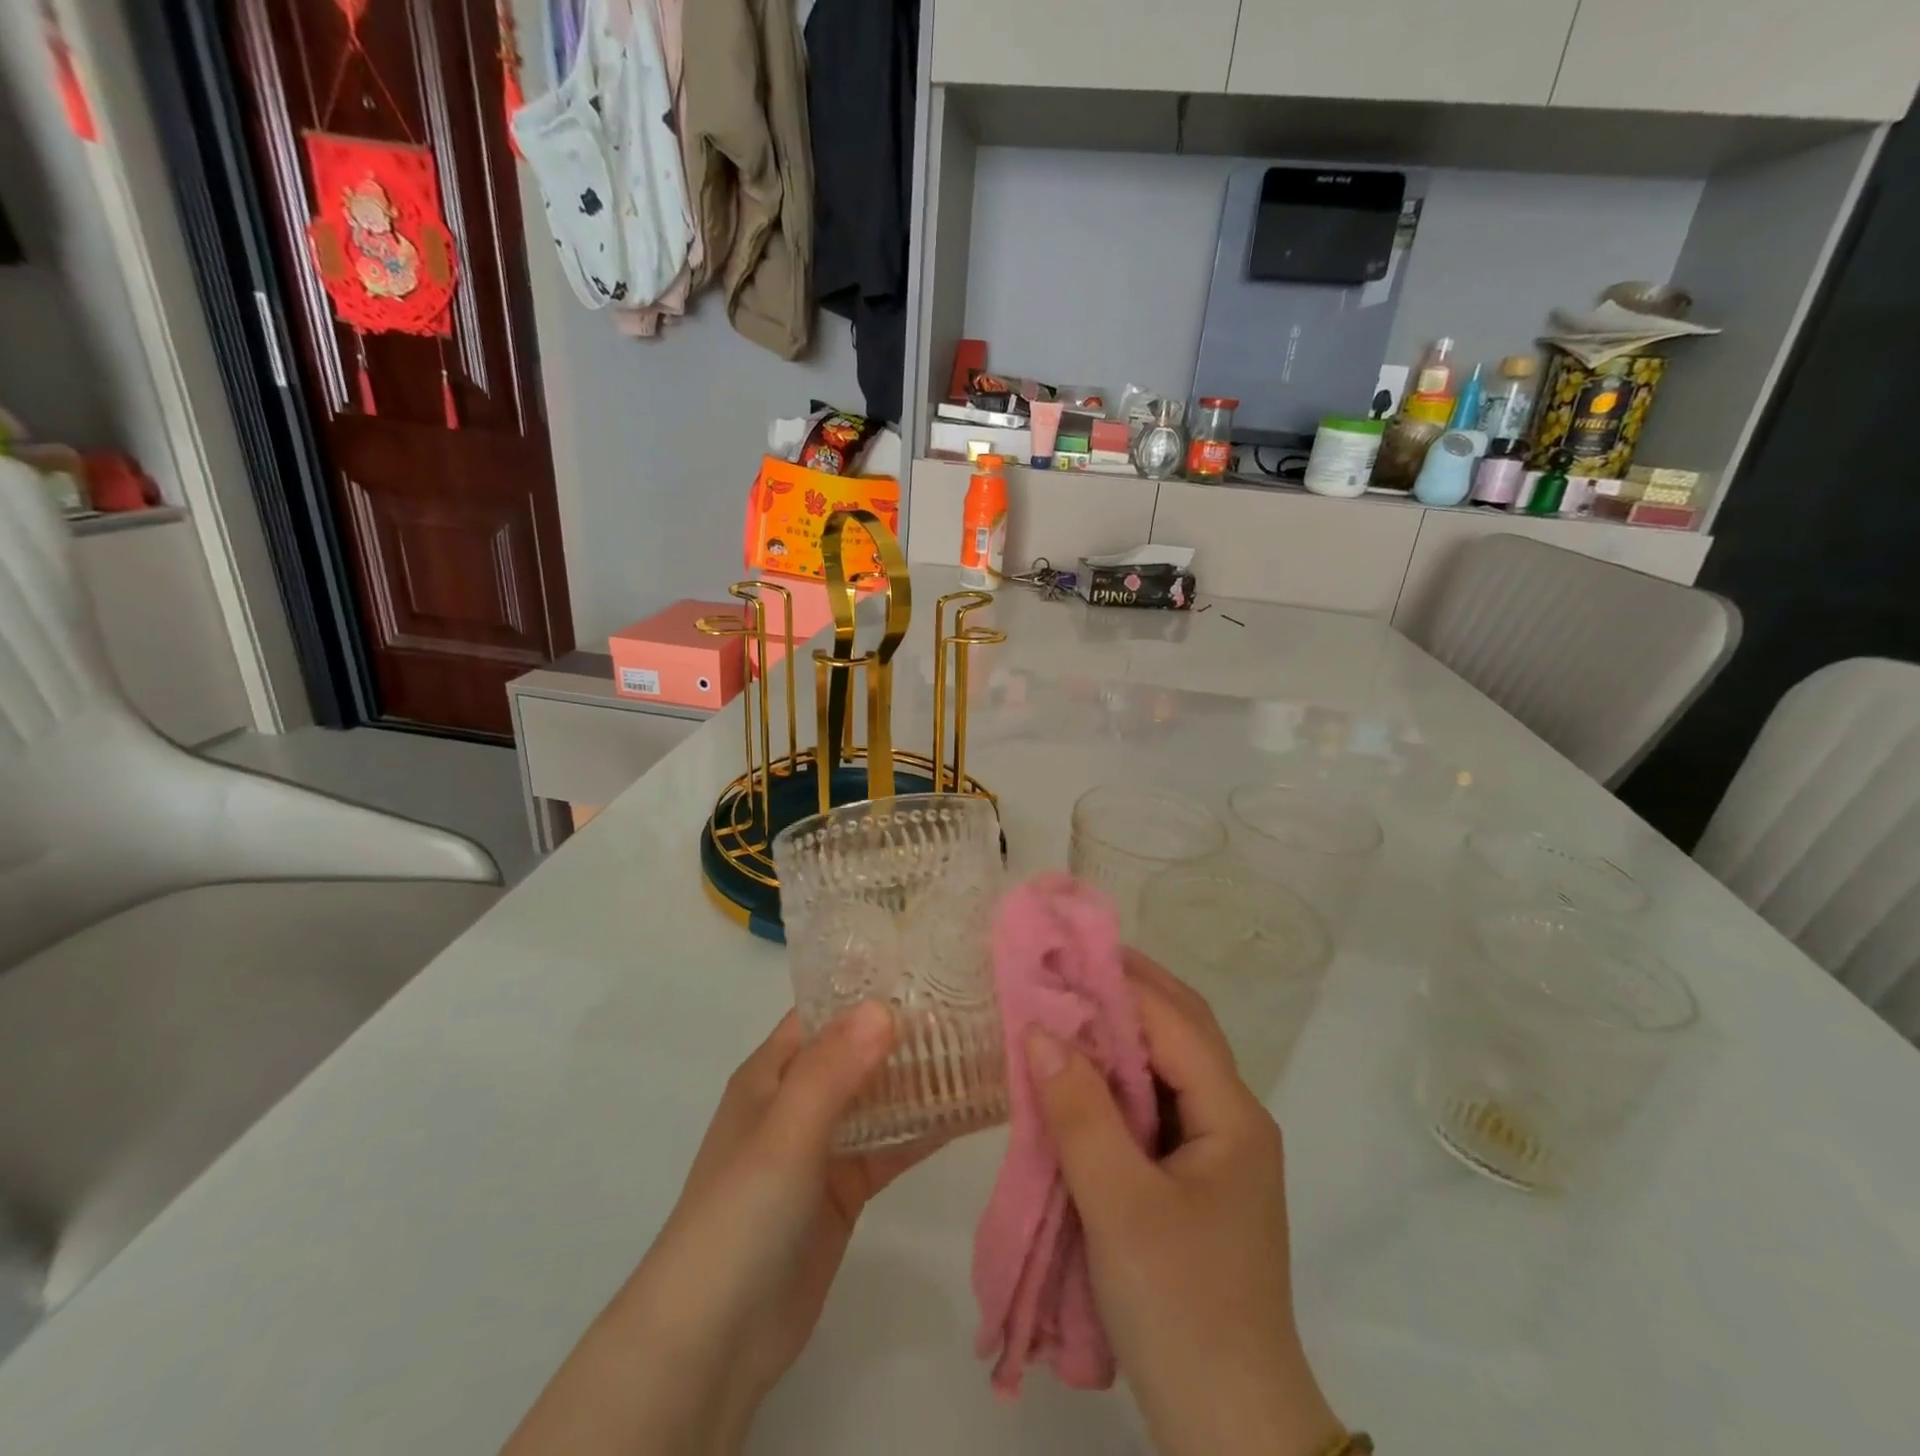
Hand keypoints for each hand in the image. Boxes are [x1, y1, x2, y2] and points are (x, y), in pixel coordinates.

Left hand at [501, 1003, 937, 1455]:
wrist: (715, 1340)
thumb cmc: (742, 1214)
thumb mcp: (785, 1131)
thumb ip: (833, 1069)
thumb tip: (884, 1006)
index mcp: (772, 1072)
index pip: (825, 1012)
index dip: (869, 989)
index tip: (928, 969)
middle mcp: (798, 1100)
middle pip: (858, 1051)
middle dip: (906, 1032)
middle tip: (971, 1007)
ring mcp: (822, 1146)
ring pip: (880, 1098)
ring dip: (921, 1079)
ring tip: (981, 1050)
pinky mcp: (845, 1189)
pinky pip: (891, 1147)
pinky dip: (924, 1130)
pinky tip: (969, 1112)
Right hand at [1026, 952, 1343, 1455]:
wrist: (1229, 1429)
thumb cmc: (1181, 1307)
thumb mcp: (1120, 1204)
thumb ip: (1079, 1112)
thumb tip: (1039, 1029)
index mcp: (1232, 1115)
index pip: (1173, 1021)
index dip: (1118, 982)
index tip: (1061, 954)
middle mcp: (1232, 1119)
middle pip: (1180, 1031)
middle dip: (1125, 991)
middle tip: (1063, 965)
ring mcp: (1214, 1150)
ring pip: (1165, 1066)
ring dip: (1118, 1032)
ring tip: (1064, 1005)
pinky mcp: (1192, 1179)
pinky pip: (1152, 1105)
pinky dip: (1116, 1078)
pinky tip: (1078, 1075)